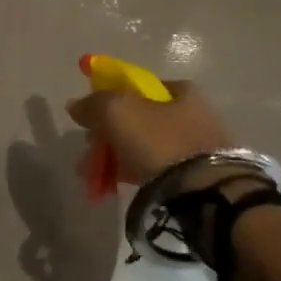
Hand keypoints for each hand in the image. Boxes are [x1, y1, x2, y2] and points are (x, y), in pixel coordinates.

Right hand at [64, 78, 233, 184]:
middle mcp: (194, 114)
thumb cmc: (160, 140)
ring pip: (146, 147)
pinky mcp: (199, 178)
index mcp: (181, 91)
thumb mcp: (117, 111)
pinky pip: (158, 171)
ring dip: (117, 158)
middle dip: (109, 135)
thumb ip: (93, 104)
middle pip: (139, 119)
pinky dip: (135, 174)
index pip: (138, 87)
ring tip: (95, 178)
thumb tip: (75, 106)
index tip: (91, 120)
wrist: (205, 193)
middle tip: (89, 153)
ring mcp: (198, 147)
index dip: (110, 99)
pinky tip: (117, 186)